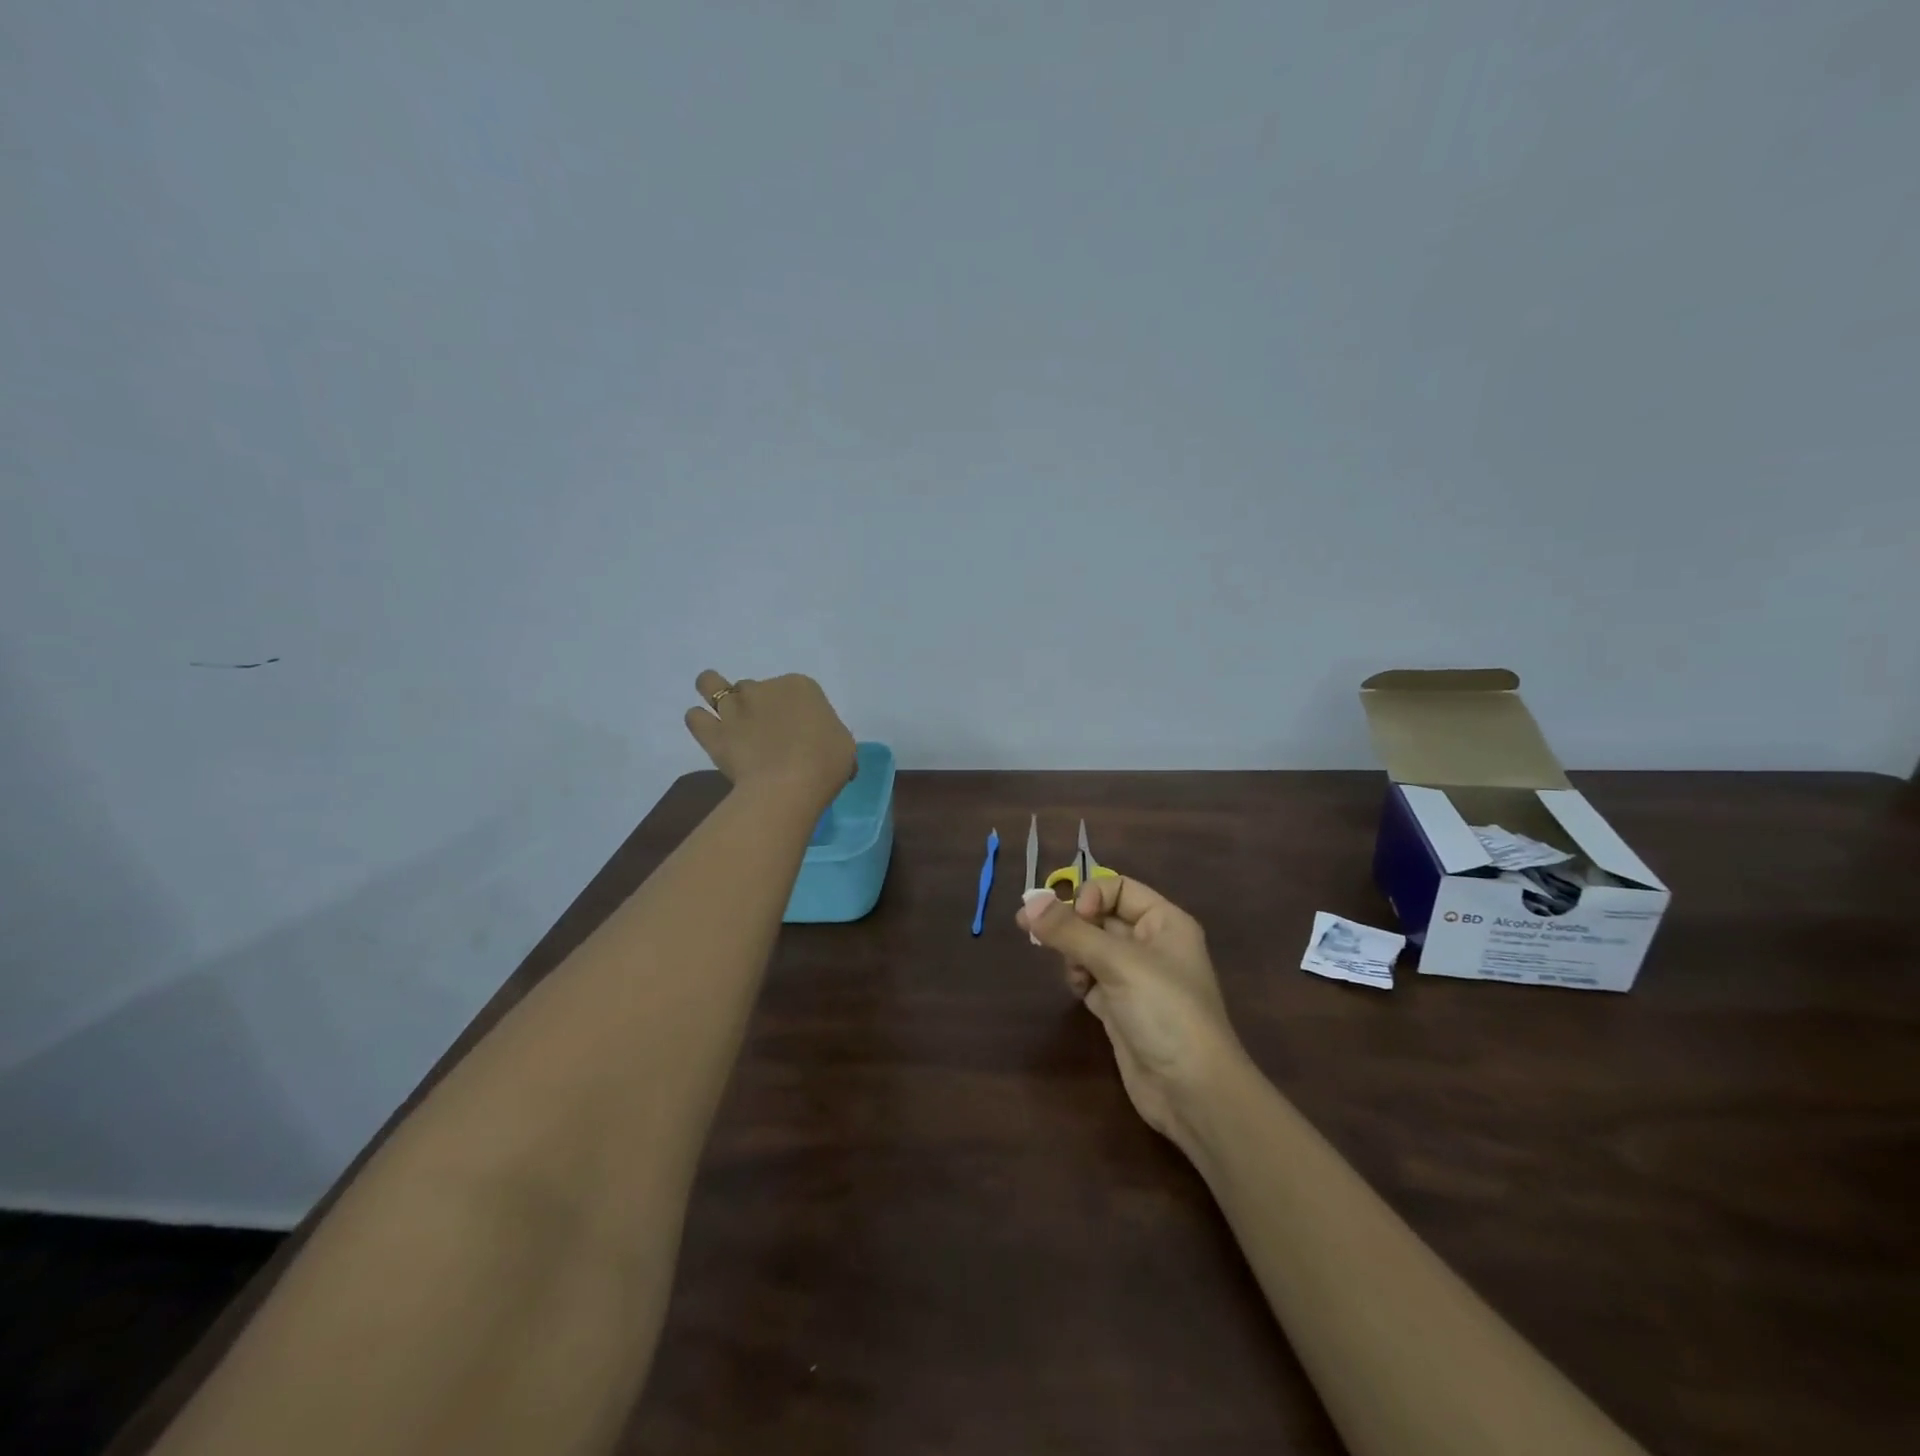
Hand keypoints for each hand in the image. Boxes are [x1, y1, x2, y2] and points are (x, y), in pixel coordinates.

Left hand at [684, 671, 855, 808]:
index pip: (796, 690)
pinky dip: (700, 721)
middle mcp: (764, 688)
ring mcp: (735, 708)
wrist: (790, 785)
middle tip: (766, 735)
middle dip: (758, 706)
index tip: (800, 733)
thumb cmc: (826, 762)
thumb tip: (820, 745)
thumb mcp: (843, 744)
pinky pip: (695, 717)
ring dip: (715, 693)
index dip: (796, 710)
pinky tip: (710, 732)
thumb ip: (827, 734)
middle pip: (755, 689)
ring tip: (724, 715)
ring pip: (712, 685)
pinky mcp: (714, 733)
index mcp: (801, 686)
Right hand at [1019, 877, 1247, 1157]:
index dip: (1092, 896)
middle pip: (1101, 917)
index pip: (1119, 888)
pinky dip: (1079, 978)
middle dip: (1072, 924)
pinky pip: (1091, 978)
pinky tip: (1078, 989)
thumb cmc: (1165, 1011)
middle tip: (1034, 933)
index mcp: (1165, 922)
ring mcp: (1136, 979)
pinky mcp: (1121, 1008)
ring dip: (1073, 953)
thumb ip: (1070, 931)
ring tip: (1071, 972)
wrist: (1192, 1092)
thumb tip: (1028, 902)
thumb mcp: (1118, 962)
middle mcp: (1152, 945)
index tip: (1072, 918)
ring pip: (1092, 948)